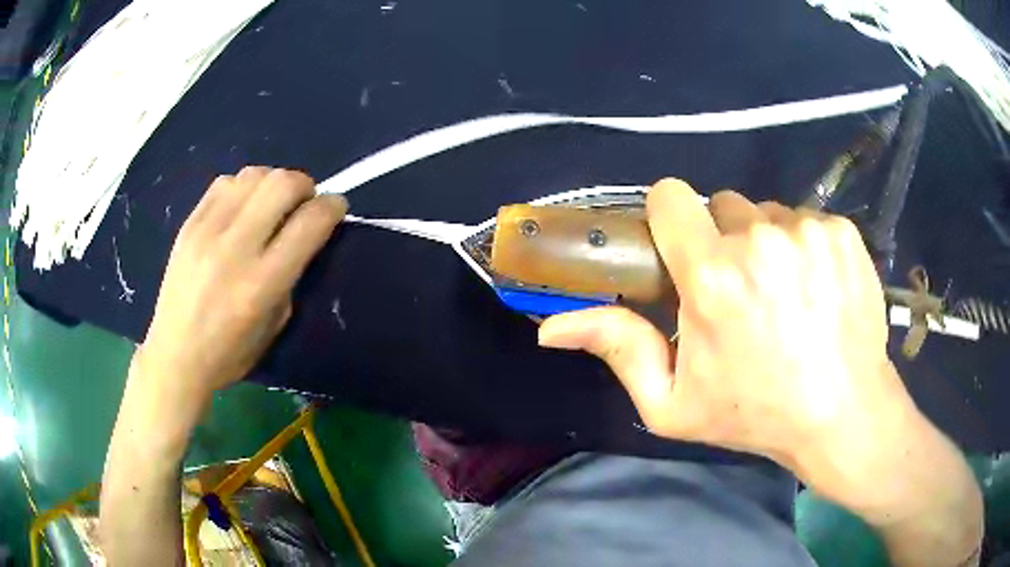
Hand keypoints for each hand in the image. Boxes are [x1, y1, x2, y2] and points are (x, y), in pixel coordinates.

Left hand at [137, 167, 346, 400]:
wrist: (174, 355)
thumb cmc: (229, 353)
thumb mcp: (274, 326)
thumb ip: (291, 276)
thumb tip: (303, 235)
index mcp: (261, 283)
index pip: (309, 223)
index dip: (333, 206)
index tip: (336, 207)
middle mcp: (235, 248)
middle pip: (282, 183)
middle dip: (304, 186)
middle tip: (303, 203)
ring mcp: (207, 231)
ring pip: (253, 175)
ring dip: (273, 183)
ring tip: (270, 204)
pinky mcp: (189, 224)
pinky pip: (224, 183)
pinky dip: (243, 188)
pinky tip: (241, 208)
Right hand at [539, 179, 908, 474]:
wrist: (841, 414)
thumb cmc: (755, 413)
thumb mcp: (673, 402)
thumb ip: (617, 349)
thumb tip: (551, 326)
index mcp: (712, 278)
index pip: (670, 196)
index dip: (670, 219)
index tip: (682, 250)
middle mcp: (760, 239)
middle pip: (722, 205)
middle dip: (722, 239)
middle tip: (741, 290)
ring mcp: (808, 230)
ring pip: (768, 213)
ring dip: (766, 243)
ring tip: (784, 294)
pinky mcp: (842, 232)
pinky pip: (807, 220)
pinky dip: (805, 246)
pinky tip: (817, 289)